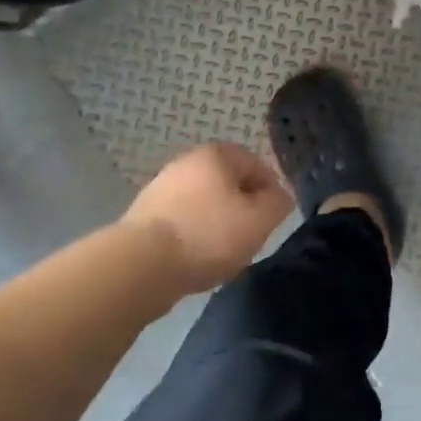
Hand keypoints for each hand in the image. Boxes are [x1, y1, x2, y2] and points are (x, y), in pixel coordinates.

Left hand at [123, 143, 292, 289]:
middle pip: (229, 185)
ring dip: (218, 226)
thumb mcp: (260, 220)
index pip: (257, 165)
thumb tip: (279, 197)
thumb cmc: (208, 235)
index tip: (272, 221)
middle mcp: (186, 163)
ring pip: (205, 205)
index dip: (271, 193)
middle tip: (250, 238)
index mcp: (215, 154)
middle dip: (243, 209)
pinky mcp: (144, 217)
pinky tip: (196, 260)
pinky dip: (194, 238)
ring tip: (223, 254)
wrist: (141, 266)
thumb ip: (278, 203)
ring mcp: (161, 189)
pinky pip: (182, 224)